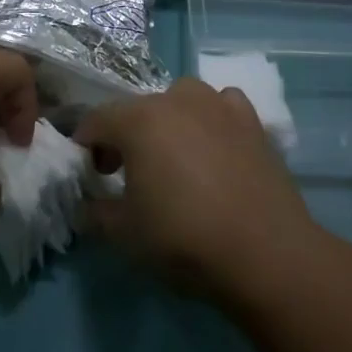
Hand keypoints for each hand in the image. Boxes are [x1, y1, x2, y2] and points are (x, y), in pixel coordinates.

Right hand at [75, 78, 318, 302]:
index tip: (89, 176)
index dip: (85, 146)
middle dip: (125, 137)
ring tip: (174, 160)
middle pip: (137, 110)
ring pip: (180, 100)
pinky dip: (211, 120)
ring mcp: (218, 105)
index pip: (96, 121)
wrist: (265, 253)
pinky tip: (215, 148)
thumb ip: (95, 213)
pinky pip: (221, 107)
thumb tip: (86, 205)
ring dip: (168, 123)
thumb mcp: (125, 234)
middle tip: (127, 175)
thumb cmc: (184, 239)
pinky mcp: (251, 120)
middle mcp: (176, 99)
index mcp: (139, 119)